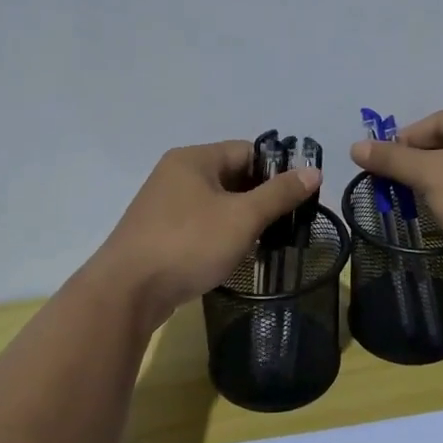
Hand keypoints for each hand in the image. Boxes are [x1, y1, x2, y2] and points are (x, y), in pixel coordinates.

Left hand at [94, 142, 319, 330]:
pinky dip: (221, 234)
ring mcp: (164, 205)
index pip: (248, 151)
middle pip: (232, 175)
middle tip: (289, 222)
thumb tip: (314, 172)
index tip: (300, 196)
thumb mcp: (242, 217)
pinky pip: (200, 224)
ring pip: (217, 203)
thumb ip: (279, 194)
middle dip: (262, 197)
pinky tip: (235, 254)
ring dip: (242, 218)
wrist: (128, 292)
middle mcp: (176, 174)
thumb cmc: (189, 244)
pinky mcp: (159, 233)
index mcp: (194, 159)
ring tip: (267, 240)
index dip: (277, 170)